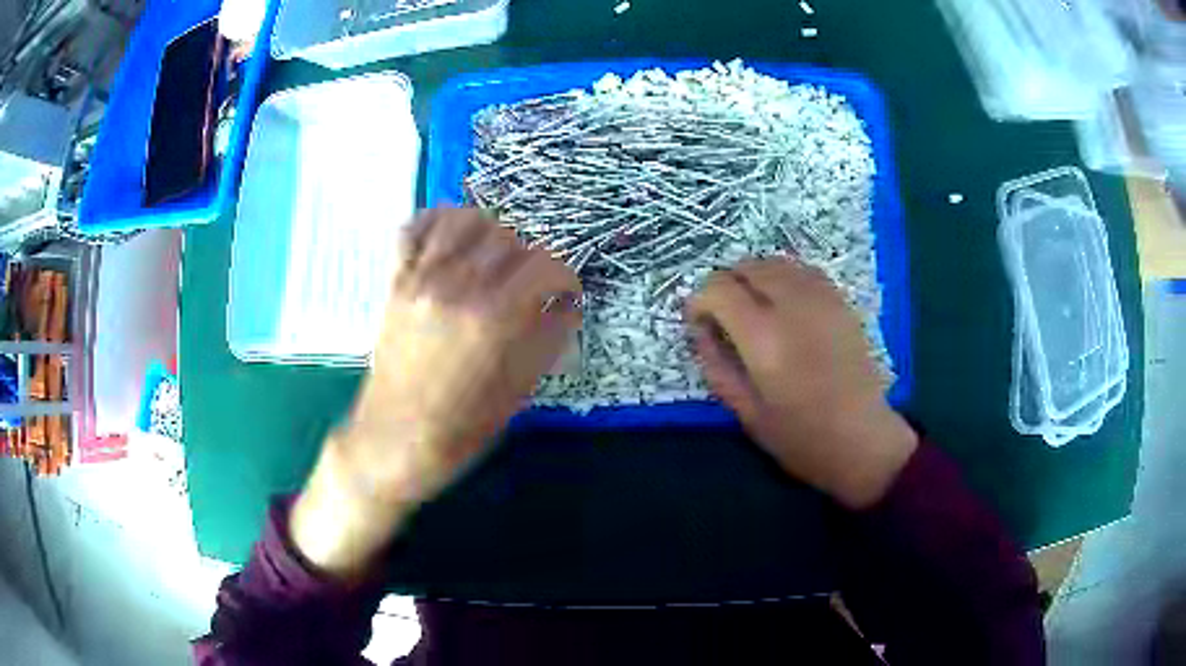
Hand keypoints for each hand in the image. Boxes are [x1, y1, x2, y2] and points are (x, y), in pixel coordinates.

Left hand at [291, 207, 581, 577]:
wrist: (395, 439)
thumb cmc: (461, 426)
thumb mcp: (519, 389)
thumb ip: (549, 337)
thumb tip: (567, 304)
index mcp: (492, 316)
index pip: (545, 265)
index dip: (565, 278)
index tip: (565, 295)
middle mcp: (457, 285)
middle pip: (508, 237)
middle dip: (529, 258)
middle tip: (529, 286)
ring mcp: (420, 278)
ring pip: (463, 219)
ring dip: (487, 232)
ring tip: (491, 258)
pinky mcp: (396, 281)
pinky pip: (413, 229)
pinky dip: (435, 223)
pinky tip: (450, 241)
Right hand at [686, 258, 916, 508]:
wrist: (863, 439)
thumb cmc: (800, 437)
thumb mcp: (745, 412)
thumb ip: (716, 365)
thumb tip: (700, 329)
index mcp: (764, 338)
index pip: (719, 288)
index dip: (699, 300)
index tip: (699, 323)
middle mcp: (793, 306)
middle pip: (746, 266)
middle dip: (726, 284)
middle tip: (724, 316)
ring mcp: (822, 299)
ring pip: (775, 262)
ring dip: (754, 277)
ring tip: (752, 308)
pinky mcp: (841, 301)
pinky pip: (802, 270)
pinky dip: (783, 277)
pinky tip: (783, 304)